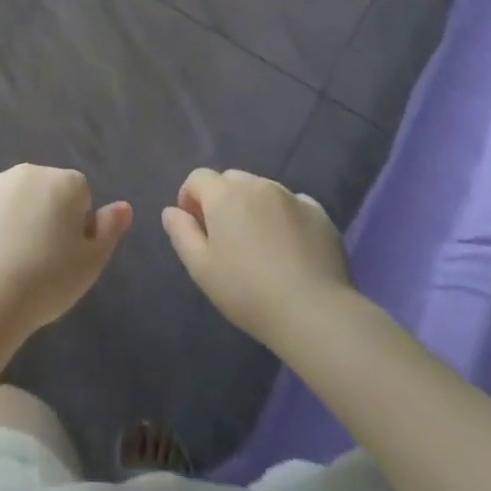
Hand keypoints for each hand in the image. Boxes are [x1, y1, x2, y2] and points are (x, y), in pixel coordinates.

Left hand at [0, 165, 132, 333]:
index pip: (79, 196)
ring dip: (11, 217)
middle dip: (42, 214)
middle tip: (36, 259)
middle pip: (42, 190)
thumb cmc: (48, 280)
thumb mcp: (91, 263)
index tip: (64, 255)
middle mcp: (28, 170)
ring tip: (6, 261)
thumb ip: (109, 229)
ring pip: (8, 197)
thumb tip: (123, 206)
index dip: (75, 226)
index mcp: (64, 181)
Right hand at [161, 168, 353, 349]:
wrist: (314, 312)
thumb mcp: (201, 268)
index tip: (194, 226)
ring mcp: (291, 196)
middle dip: (222, 199)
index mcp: (224, 194)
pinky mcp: (319, 213)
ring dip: (254, 206)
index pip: (198, 178)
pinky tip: (290, 247)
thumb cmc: (247, 291)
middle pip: (231, 180)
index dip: (190, 197)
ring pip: (263, 190)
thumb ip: (181, 233)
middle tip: (225, 236)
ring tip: (259, 243)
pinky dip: (285, 216)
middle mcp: (257, 185)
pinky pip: (293, 204)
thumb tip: (172, 211)